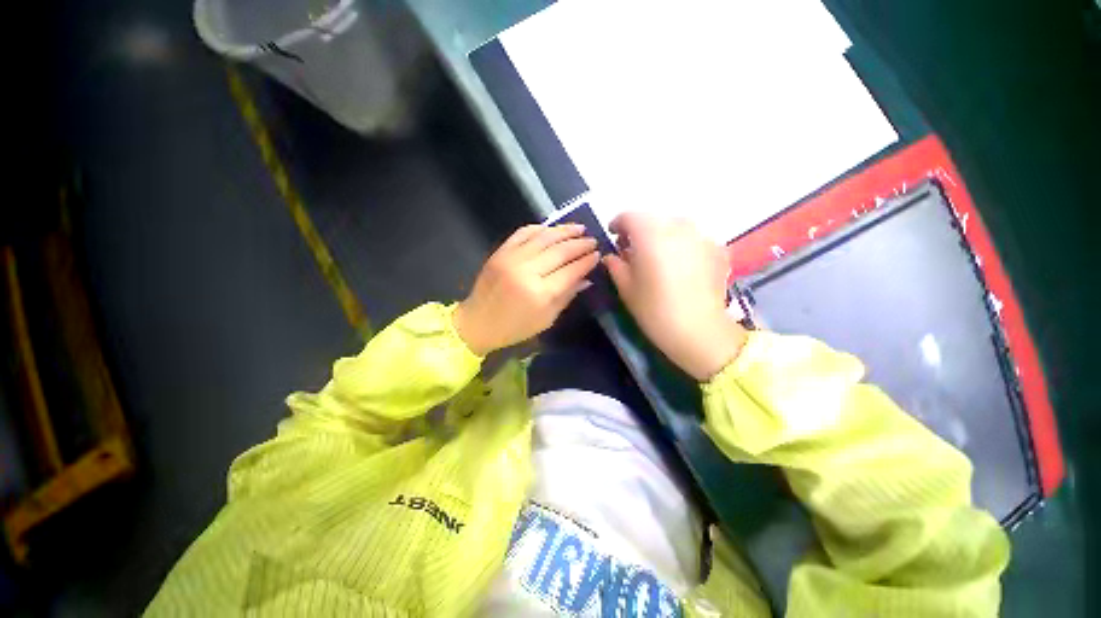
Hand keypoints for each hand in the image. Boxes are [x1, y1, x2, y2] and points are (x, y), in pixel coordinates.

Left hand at [454, 224, 598, 355]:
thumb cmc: (515, 328)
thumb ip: (567, 296)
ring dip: (564, 231)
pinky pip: (523, 233)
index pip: (570, 271)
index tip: (597, 254)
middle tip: (592, 240)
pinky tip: (552, 229)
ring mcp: (512, 258)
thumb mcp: (546, 320)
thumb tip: (586, 278)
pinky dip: (540, 228)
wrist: (477, 322)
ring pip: (544, 237)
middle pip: (560, 251)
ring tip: (579, 228)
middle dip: (579, 244)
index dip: (586, 261)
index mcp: (540, 294)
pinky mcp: (500, 252)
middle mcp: (527, 271)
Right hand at [604, 213, 746, 380]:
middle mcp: (678, 227)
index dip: (618, 224)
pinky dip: (682, 245)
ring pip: (675, 226)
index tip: (614, 236)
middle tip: (633, 251)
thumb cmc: (654, 310)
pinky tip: (681, 266)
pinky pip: (694, 239)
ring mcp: (702, 236)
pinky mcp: (718, 249)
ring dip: (662, 236)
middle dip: (640, 231)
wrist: (699, 331)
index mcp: (650, 234)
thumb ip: (615, 265)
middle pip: (653, 219)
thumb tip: (612, 255)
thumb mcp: (626, 288)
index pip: (630, 216)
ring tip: (658, 257)